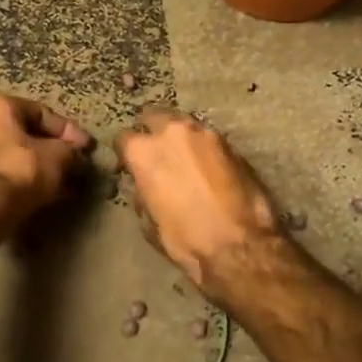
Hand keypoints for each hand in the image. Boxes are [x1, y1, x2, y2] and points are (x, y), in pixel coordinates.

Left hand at [0, 94, 92, 222]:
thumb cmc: (20, 171)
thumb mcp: (58, 157)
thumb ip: (71, 152)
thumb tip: (76, 157)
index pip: (42, 113)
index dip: (69, 131)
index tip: (87, 149)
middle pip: (25, 135)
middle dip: (53, 152)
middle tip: (74, 167)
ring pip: (14, 157)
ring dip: (39, 169)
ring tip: (63, 186)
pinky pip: (2, 174)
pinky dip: (22, 182)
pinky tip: (43, 196)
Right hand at [114, 108, 284, 288]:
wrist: (238, 245)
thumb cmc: (185, 240)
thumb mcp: (149, 223)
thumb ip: (143, 194)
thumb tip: (145, 187)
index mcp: (144, 152)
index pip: (124, 138)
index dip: (125, 153)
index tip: (129, 165)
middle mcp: (172, 132)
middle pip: (154, 116)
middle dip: (152, 129)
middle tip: (158, 151)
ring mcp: (205, 134)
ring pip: (185, 124)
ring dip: (181, 138)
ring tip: (186, 159)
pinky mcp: (231, 144)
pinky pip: (209, 139)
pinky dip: (204, 149)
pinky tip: (209, 168)